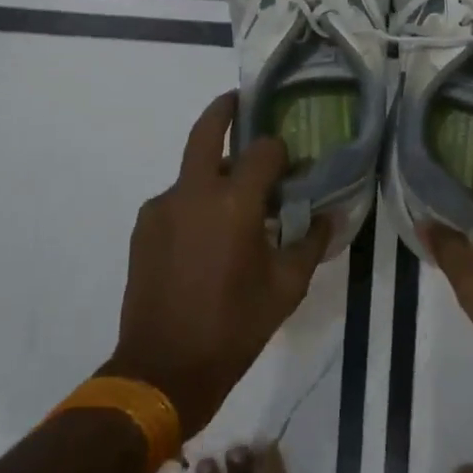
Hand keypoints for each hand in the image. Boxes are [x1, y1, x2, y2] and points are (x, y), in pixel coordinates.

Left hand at [108, 92, 332, 437]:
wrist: (162, 370)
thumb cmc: (234, 327)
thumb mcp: (286, 289)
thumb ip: (311, 243)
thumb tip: (328, 215)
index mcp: (234, 203)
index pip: (263, 150)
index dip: (281, 151)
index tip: (292, 165)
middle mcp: (194, 192)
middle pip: (207, 131)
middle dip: (225, 109)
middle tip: (241, 103)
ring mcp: (163, 207)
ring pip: (192, 170)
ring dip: (214, 172)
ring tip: (234, 205)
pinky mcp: (144, 226)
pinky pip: (176, 199)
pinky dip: (195, 202)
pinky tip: (207, 236)